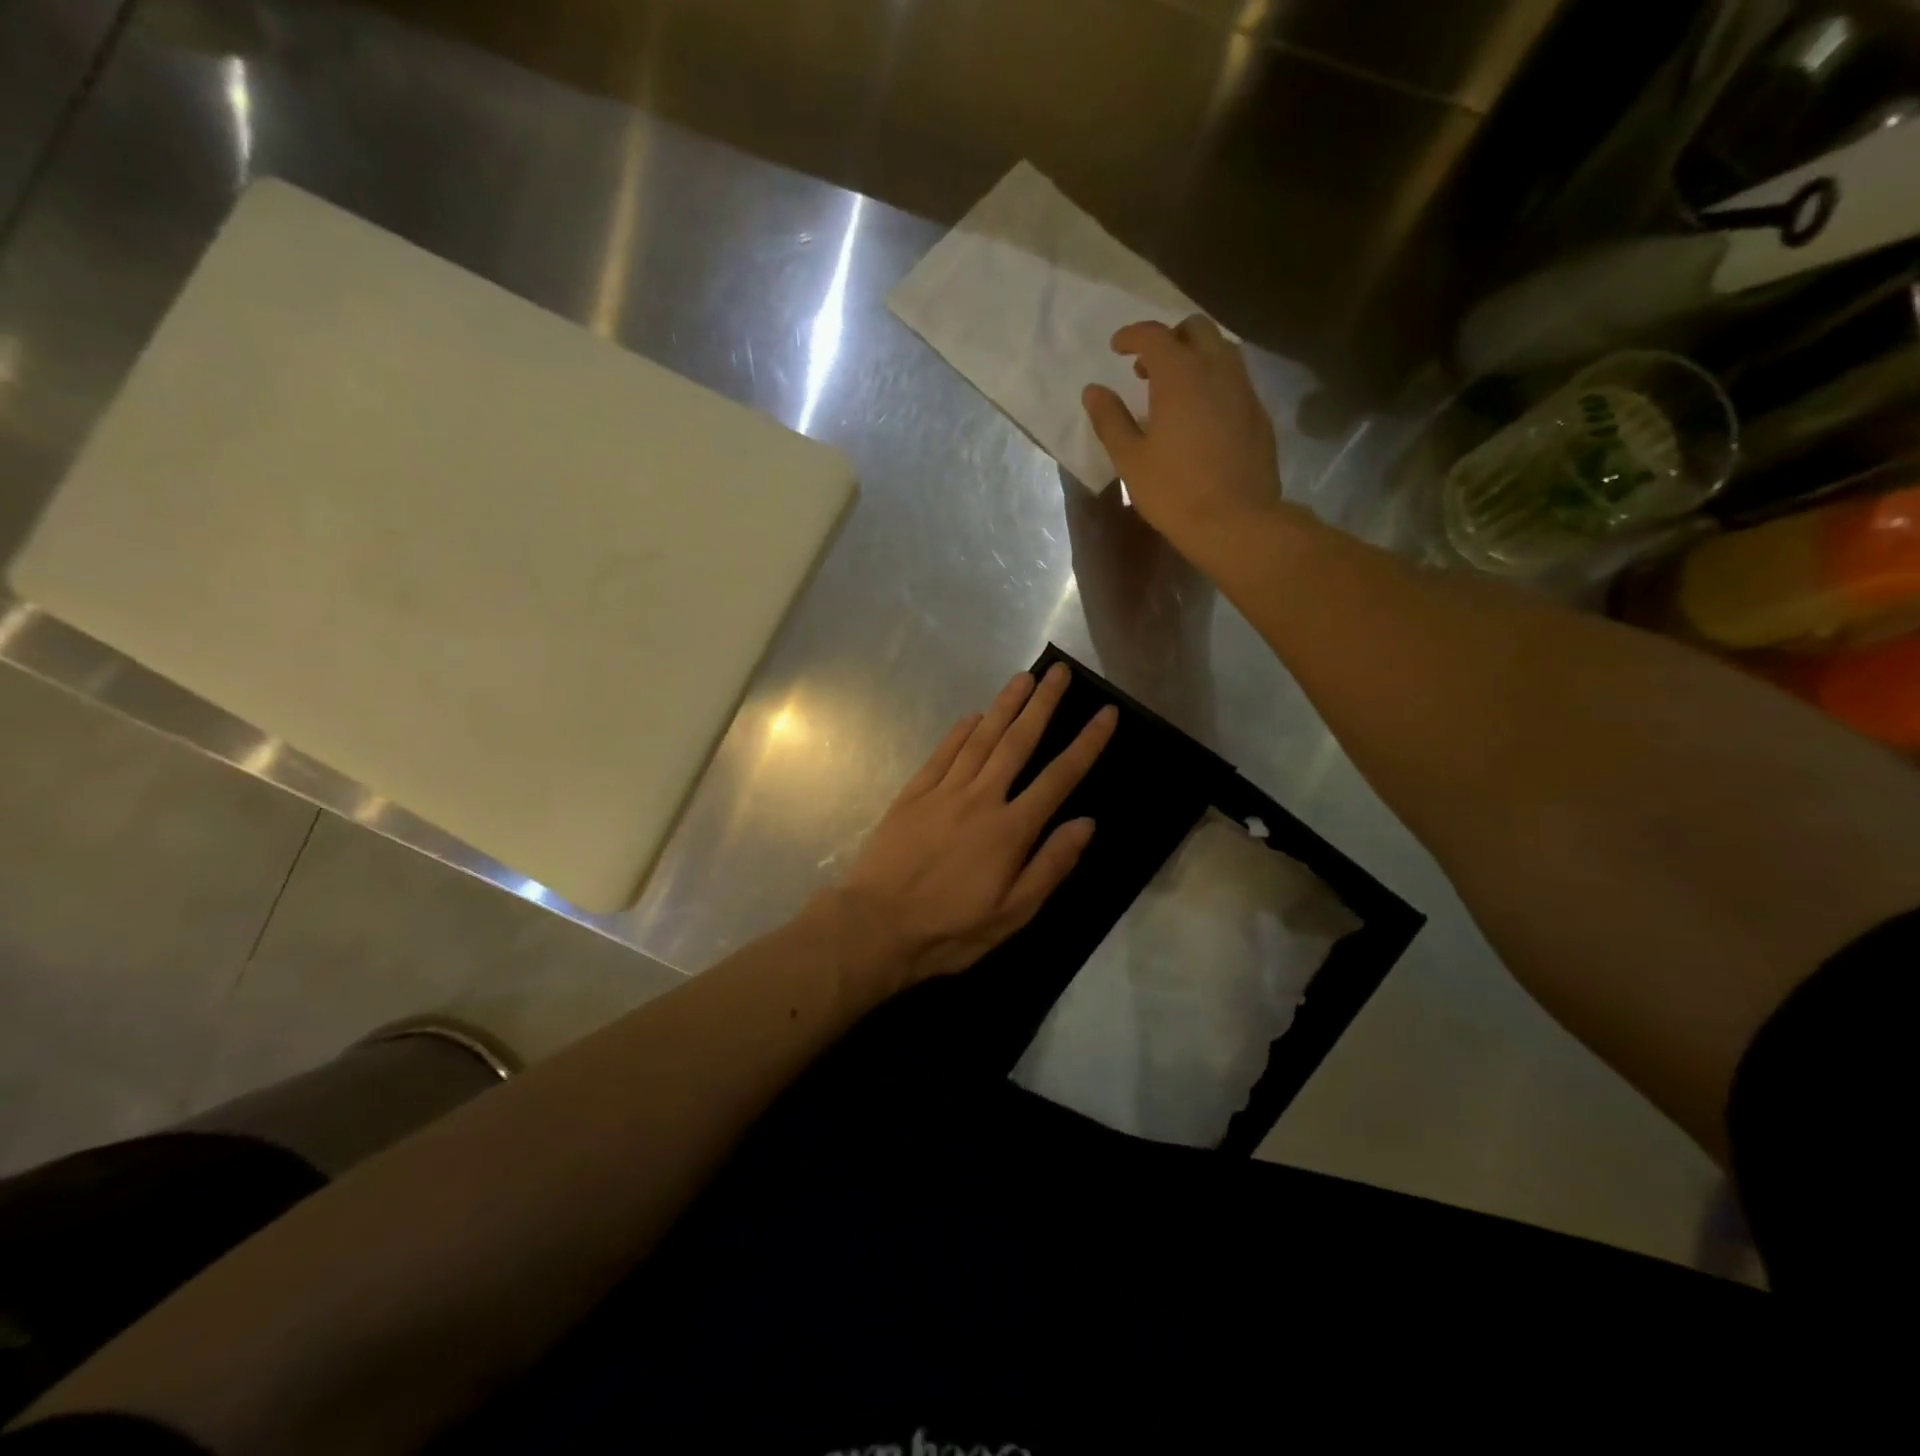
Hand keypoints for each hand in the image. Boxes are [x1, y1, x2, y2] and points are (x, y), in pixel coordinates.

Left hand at [830, 663, 1116, 986]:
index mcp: (1010, 830)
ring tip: (1024, 677)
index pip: (1058, 777)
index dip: (1086, 744)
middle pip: (1018, 742)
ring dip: (1004, 706)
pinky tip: (973, 715)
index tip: (1106, 713)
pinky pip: (942, 754)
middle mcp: (980, 799)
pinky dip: (959, 732)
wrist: (876, 926)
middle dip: (1043, 704)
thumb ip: (1051, 865)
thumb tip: (1086, 823)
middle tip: (1060, 671)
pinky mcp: (913, 795)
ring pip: (980, 739)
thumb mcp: (1012, 914)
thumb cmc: (951, 928)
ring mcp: (943, 792)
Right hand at [1082, 316, 1285, 561]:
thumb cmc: (1174, 492)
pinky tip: (1202, 414)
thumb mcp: (1131, 460)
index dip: (1132, 335)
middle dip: (1169, 338)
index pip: (1154, 335)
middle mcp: (1217, 370)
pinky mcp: (1259, 414)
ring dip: (1195, 357)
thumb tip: (1093, 391)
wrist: (1237, 521)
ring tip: (1175, 389)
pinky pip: (1236, 380)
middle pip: (1196, 330)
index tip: (1117, 347)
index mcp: (1180, 375)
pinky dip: (1214, 381)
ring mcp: (1244, 390)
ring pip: (1222, 351)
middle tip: (1147, 367)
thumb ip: (1110, 420)